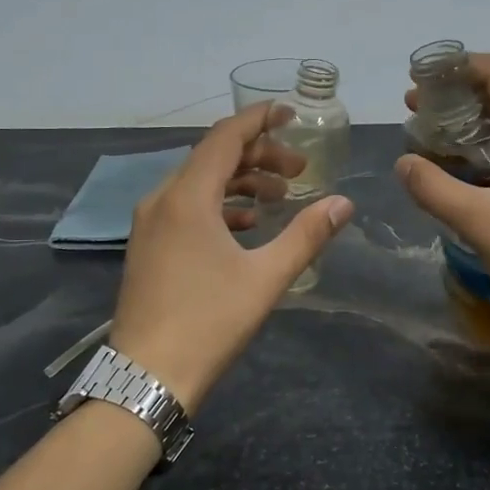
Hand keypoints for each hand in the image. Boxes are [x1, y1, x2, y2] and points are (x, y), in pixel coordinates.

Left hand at [111, 102, 355, 411]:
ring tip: (281, 197)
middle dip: (259, 156)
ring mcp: (150, 224)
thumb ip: (306, 235)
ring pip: (199, 183)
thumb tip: (343, 203)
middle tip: (300, 171)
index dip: (259, 119)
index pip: (225, 137)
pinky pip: (187, 208)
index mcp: (187, 197)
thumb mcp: (265, 278)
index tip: (290, 113)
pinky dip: (220, 205)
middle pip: (213, 158)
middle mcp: (162, 200)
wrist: (147, 376)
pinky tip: (248, 225)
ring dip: (241, 182)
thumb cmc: (208, 323)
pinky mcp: (148, 246)